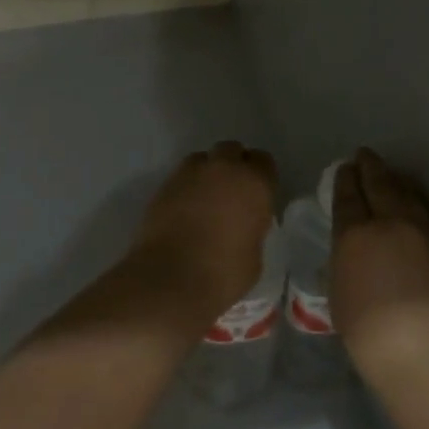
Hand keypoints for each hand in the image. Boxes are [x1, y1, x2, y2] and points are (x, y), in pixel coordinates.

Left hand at [124, 141, 277, 324]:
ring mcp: (190, 173)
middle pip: (231, 150)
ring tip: (206, 199)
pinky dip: (186, 187)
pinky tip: (185, 209)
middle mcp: (223, 168)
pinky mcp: (164, 184)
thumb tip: (243, 226)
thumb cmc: (223, 273)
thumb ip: (252, 229)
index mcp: (254, 183)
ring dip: (207, 172)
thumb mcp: (254, 255)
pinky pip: (181, 176)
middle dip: (233, 165)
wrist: (170, 278)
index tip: (257, 194)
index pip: (263, 161)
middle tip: (232, 192)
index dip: (261, 176)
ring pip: (203, 159)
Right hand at [331, 149, 428, 397]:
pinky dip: (416, 200)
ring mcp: (424, 233)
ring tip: (388, 173)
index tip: (345, 167)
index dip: (346, 179)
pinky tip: (414, 201)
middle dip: (370, 168)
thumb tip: (352, 246)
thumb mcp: (339, 293)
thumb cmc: (369, 334)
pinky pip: (428, 212)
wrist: (426, 357)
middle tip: (364, 155)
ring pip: (408, 194)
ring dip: (395, 180)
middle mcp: (391, 223)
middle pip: (380, 184)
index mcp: (356, 234)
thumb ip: (344, 260)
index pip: (348, 196)